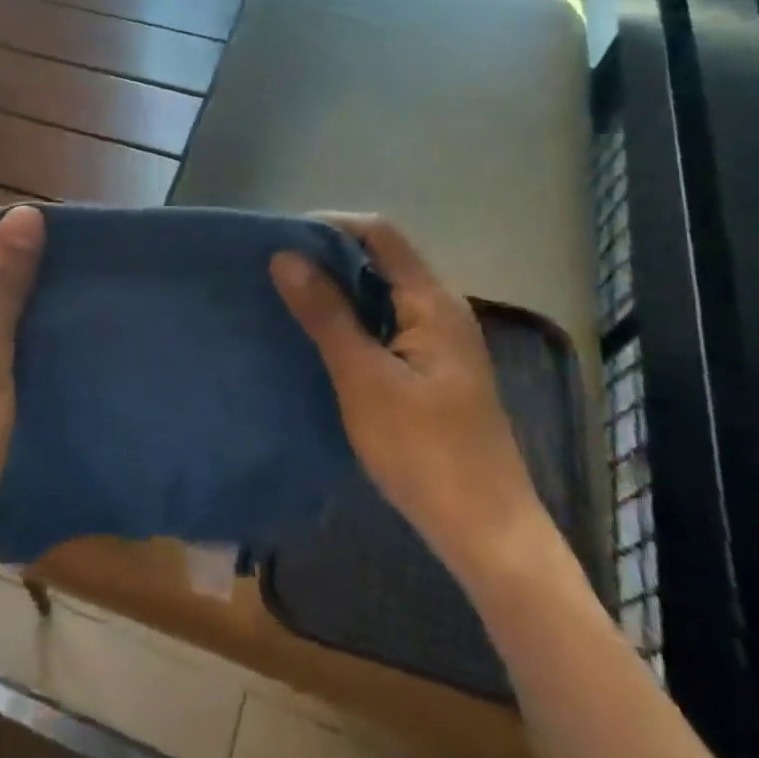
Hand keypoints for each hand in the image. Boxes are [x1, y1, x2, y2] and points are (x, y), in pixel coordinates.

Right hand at [270, 213, 549, 586]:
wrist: (485, 530)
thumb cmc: (423, 450)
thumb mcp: (364, 378)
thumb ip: (326, 314)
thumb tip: (284, 256)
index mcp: (432, 302)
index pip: (379, 235)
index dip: (329, 227)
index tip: (280, 241)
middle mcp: (441, 311)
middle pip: (381, 262)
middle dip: (327, 259)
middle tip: (272, 272)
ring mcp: (440, 343)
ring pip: (381, 296)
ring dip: (337, 293)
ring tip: (285, 301)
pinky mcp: (433, 372)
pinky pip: (386, 327)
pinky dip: (351, 323)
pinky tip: (319, 341)